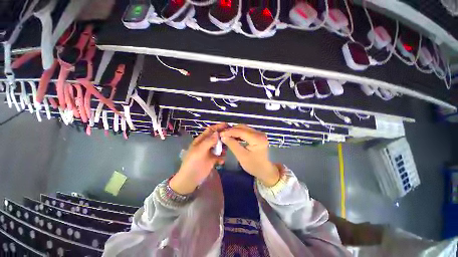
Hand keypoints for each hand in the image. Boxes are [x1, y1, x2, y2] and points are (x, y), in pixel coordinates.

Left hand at [170, 123, 226, 194]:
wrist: (190, 179)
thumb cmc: (193, 163)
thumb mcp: (199, 151)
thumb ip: (208, 141)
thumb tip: (217, 133)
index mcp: (201, 140)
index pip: (210, 130)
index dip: (218, 127)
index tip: (227, 125)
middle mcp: (206, 144)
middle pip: (216, 137)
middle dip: (223, 137)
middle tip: (231, 138)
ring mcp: (210, 152)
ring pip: (219, 146)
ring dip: (223, 147)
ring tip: (226, 151)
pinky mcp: (213, 159)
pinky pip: (220, 156)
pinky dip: (222, 157)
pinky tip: (221, 161)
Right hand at [220, 125, 279, 186]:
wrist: (264, 169)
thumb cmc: (254, 165)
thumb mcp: (241, 156)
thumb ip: (232, 145)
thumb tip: (223, 136)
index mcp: (257, 139)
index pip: (241, 131)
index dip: (230, 132)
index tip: (220, 134)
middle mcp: (259, 133)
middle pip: (242, 127)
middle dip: (231, 130)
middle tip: (222, 134)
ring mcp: (259, 133)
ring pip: (243, 128)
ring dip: (234, 131)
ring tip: (225, 135)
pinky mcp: (257, 135)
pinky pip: (245, 131)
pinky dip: (238, 133)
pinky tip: (232, 136)